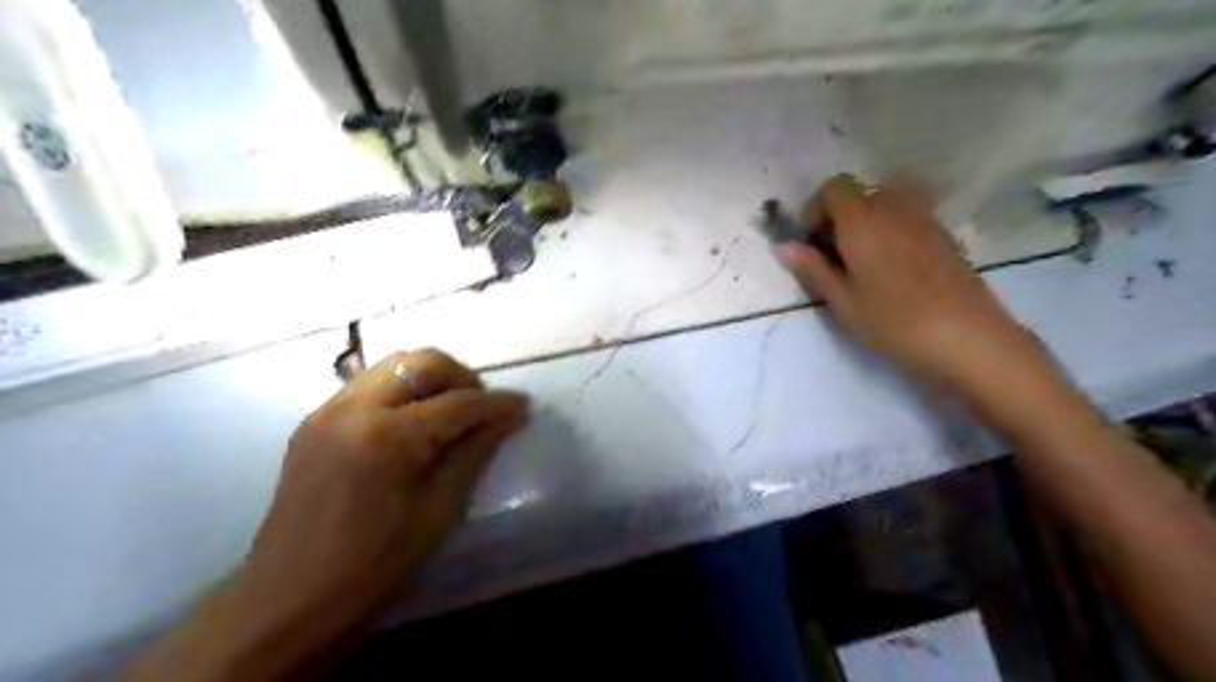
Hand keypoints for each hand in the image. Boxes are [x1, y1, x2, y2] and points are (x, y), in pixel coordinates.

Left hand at [233, 350, 528, 662]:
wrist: (287, 599)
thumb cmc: (373, 564)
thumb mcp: (438, 511)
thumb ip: (474, 453)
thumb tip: (510, 417)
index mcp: (386, 436)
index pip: (456, 403)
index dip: (495, 403)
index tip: (523, 405)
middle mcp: (353, 408)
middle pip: (421, 362)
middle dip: (460, 376)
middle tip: (481, 407)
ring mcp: (327, 410)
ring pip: (393, 366)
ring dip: (430, 378)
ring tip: (451, 411)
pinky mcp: (314, 421)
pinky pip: (369, 385)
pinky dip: (401, 391)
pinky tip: (414, 423)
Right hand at [784, 174, 1051, 392]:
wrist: (967, 339)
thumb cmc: (893, 321)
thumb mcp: (842, 301)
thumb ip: (812, 269)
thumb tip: (785, 246)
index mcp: (863, 219)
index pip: (834, 187)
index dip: (816, 210)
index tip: (812, 244)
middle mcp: (895, 208)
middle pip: (861, 194)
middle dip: (840, 218)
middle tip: (834, 259)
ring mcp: (925, 220)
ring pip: (886, 206)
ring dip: (867, 226)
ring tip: (863, 267)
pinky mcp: (946, 237)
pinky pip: (909, 221)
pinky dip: (892, 234)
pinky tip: (894, 273)